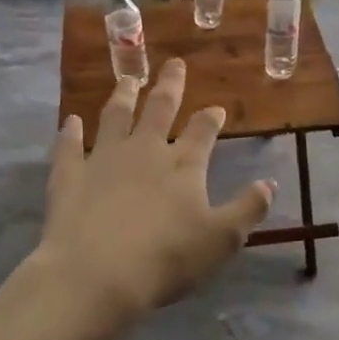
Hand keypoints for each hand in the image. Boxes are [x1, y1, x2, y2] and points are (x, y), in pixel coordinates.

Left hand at [37, 59, 274, 322]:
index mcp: (183, 165)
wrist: (96, 275)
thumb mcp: (221, 240)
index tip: (216, 108)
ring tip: (127, 80)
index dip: (211, 118)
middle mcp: (144, 151)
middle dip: (170, 86)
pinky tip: (70, 121)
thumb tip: (270, 183)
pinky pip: (68, 147)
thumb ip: (248, 209)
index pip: (202, 131)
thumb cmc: (166, 259)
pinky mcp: (69, 176)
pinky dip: (69, 132)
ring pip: (115, 117)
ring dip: (123, 96)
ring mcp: (103, 159)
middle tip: (174, 64)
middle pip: (159, 109)